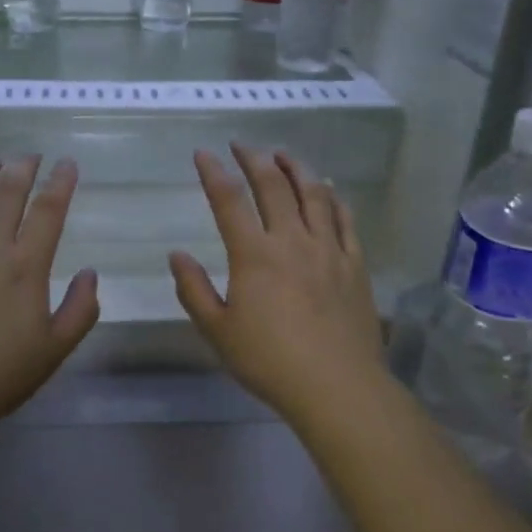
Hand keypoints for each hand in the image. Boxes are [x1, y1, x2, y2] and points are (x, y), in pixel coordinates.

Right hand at [170, 146, 385, 423]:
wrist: (337, 386)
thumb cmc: (269, 361)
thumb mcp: (217, 331)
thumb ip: (194, 290)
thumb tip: (177, 255)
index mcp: (254, 255)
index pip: (229, 200)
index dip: (214, 172)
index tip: (203, 153)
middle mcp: (292, 241)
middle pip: (274, 186)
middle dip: (255, 159)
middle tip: (243, 145)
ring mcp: (329, 250)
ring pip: (314, 195)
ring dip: (296, 168)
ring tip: (283, 154)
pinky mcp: (355, 265)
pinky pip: (346, 220)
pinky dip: (334, 198)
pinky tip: (328, 190)